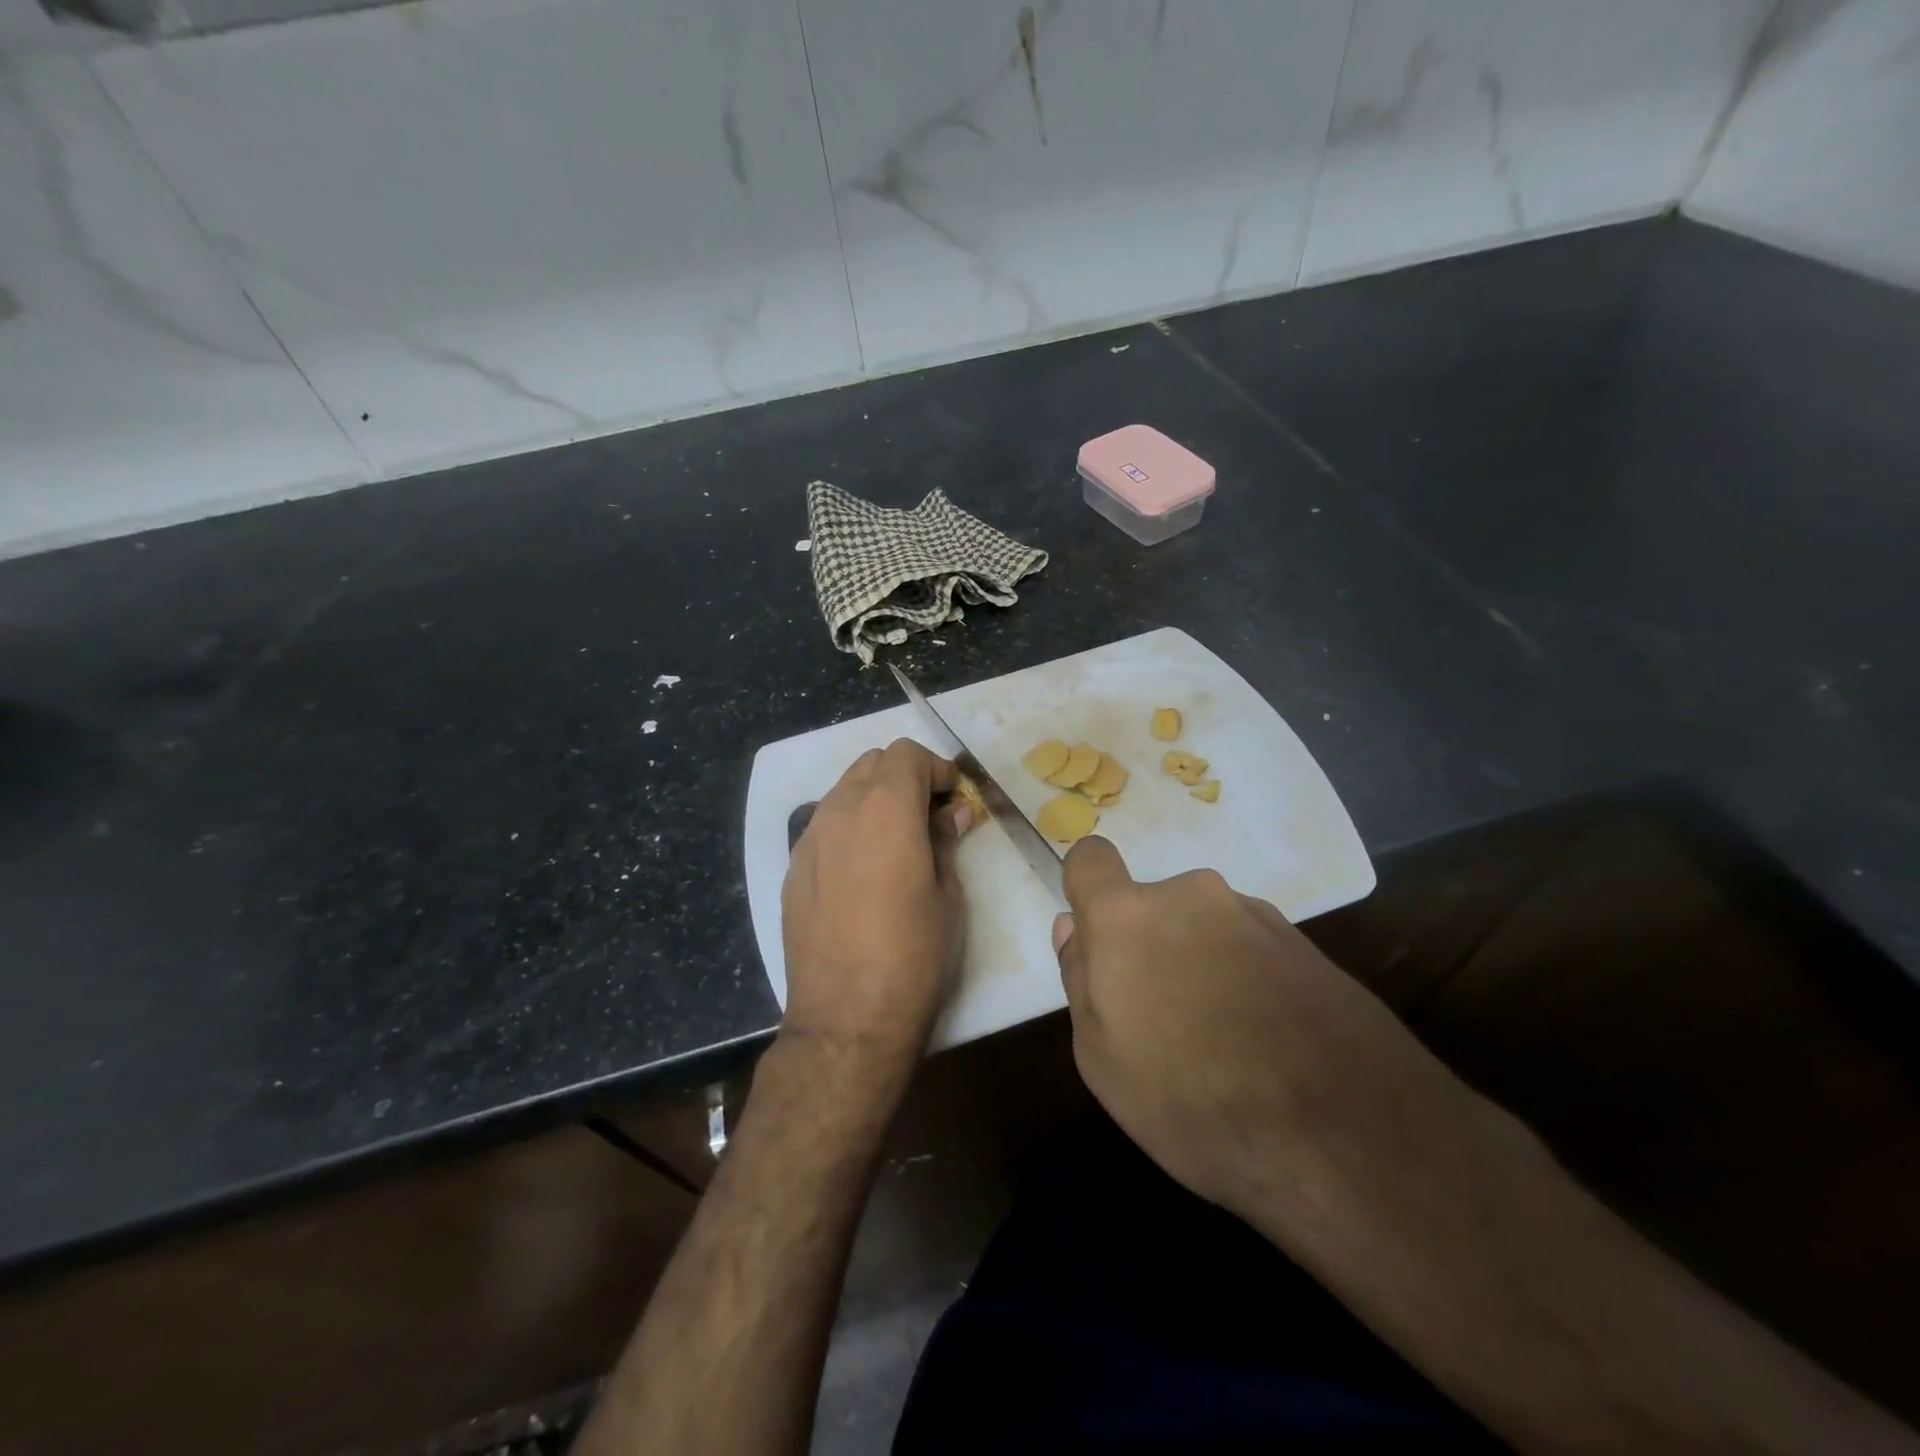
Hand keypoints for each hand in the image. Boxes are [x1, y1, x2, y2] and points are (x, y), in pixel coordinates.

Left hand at [781, 739, 971, 1081]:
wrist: (846, 1017)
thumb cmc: (913, 954)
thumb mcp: (948, 895)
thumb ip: (945, 841)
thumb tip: (951, 813)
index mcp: (885, 807)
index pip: (907, 754)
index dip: (936, 768)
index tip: (953, 798)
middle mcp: (840, 809)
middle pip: (872, 763)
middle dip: (904, 777)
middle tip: (929, 815)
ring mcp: (809, 838)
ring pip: (844, 791)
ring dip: (874, 799)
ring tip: (897, 840)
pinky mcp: (793, 868)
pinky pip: (824, 826)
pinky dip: (849, 827)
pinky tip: (864, 869)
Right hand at [1053, 837, 1450, 1225]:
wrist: (1345, 1136)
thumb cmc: (1192, 1099)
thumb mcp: (1102, 1058)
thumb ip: (1080, 980)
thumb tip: (1073, 928)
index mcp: (1128, 916)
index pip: (1091, 858)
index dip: (1086, 887)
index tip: (1097, 938)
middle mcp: (1191, 896)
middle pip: (1152, 906)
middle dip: (1149, 946)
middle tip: (1163, 1020)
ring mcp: (1255, 916)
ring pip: (1205, 928)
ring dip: (1201, 964)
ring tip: (1225, 1043)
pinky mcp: (1307, 945)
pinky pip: (1252, 949)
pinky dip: (1247, 980)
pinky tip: (1269, 1044)